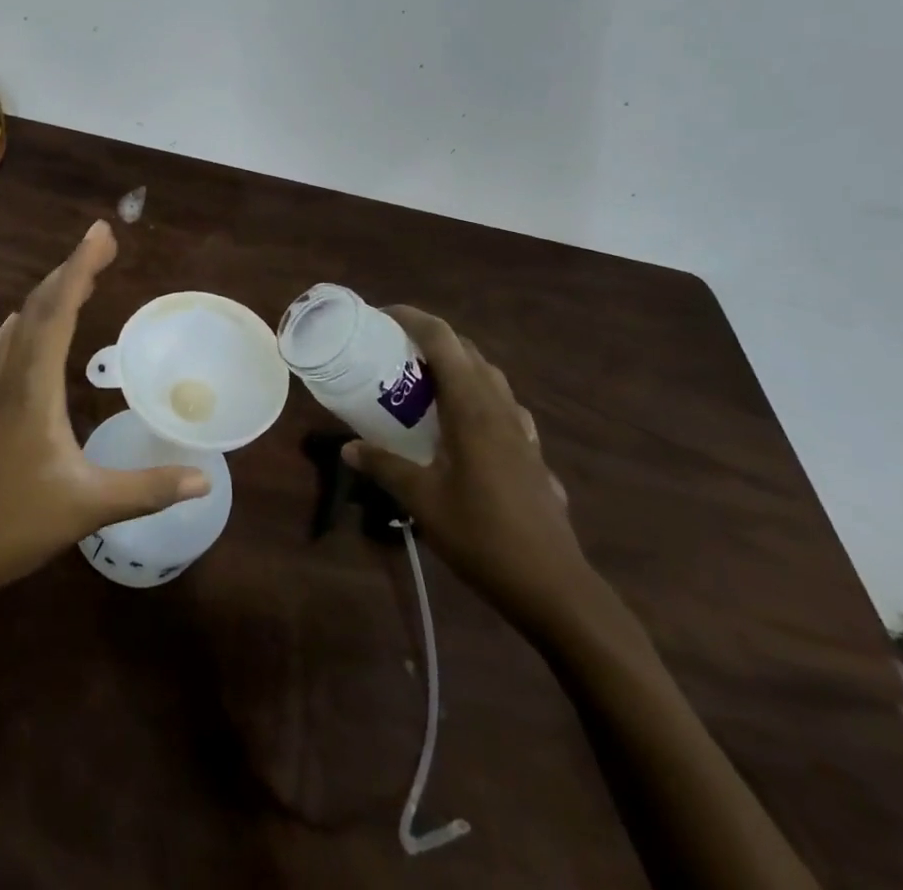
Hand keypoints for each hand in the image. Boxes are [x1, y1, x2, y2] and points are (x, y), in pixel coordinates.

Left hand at [0, 220, 210, 594]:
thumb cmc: (17, 524)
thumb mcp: (90, 506)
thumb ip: (148, 489)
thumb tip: (205, 478)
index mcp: (35, 387)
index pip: (59, 312)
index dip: (80, 267)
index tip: (101, 233)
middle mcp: (12, 378)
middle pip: (38, 308)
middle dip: (70, 270)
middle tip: (101, 243)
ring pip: (18, 327)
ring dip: (46, 295)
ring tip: (72, 277)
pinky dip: (15, 329)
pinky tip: (14, 329)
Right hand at [343, 306, 594, 631]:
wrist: (554, 587)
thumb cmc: (483, 536)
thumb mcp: (421, 501)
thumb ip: (383, 467)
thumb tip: (347, 448)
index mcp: (472, 408)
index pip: (443, 341)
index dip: (412, 318)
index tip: (381, 315)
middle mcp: (500, 409)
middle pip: (468, 352)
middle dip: (431, 340)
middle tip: (393, 350)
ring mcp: (522, 432)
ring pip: (490, 378)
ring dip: (457, 367)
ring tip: (424, 383)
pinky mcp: (532, 455)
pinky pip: (503, 408)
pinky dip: (478, 398)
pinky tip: (463, 427)